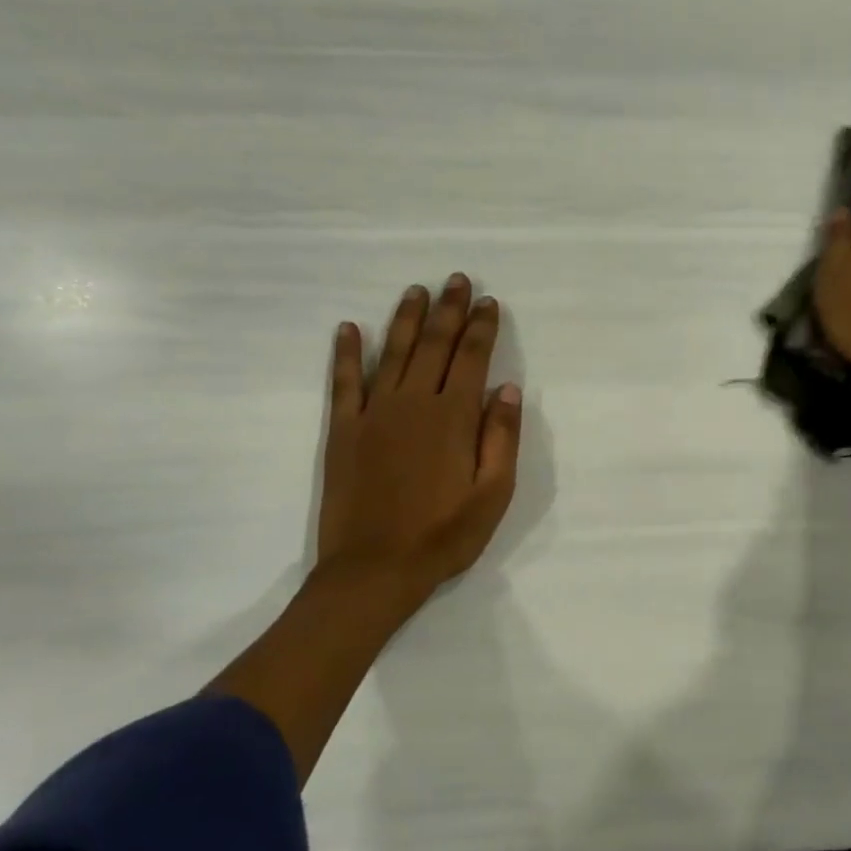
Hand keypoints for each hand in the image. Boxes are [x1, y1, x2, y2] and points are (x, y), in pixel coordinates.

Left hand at [316, 273, 522, 605]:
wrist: (374, 570)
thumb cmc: (443, 535)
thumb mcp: (493, 495)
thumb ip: (501, 438)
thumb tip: (507, 388)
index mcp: (453, 417)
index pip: (471, 358)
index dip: (482, 327)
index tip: (489, 302)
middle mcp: (414, 403)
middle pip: (435, 345)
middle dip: (449, 310)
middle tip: (457, 280)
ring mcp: (374, 413)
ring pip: (394, 353)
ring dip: (407, 319)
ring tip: (417, 291)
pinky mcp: (344, 430)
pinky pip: (345, 382)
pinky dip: (347, 353)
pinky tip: (350, 328)